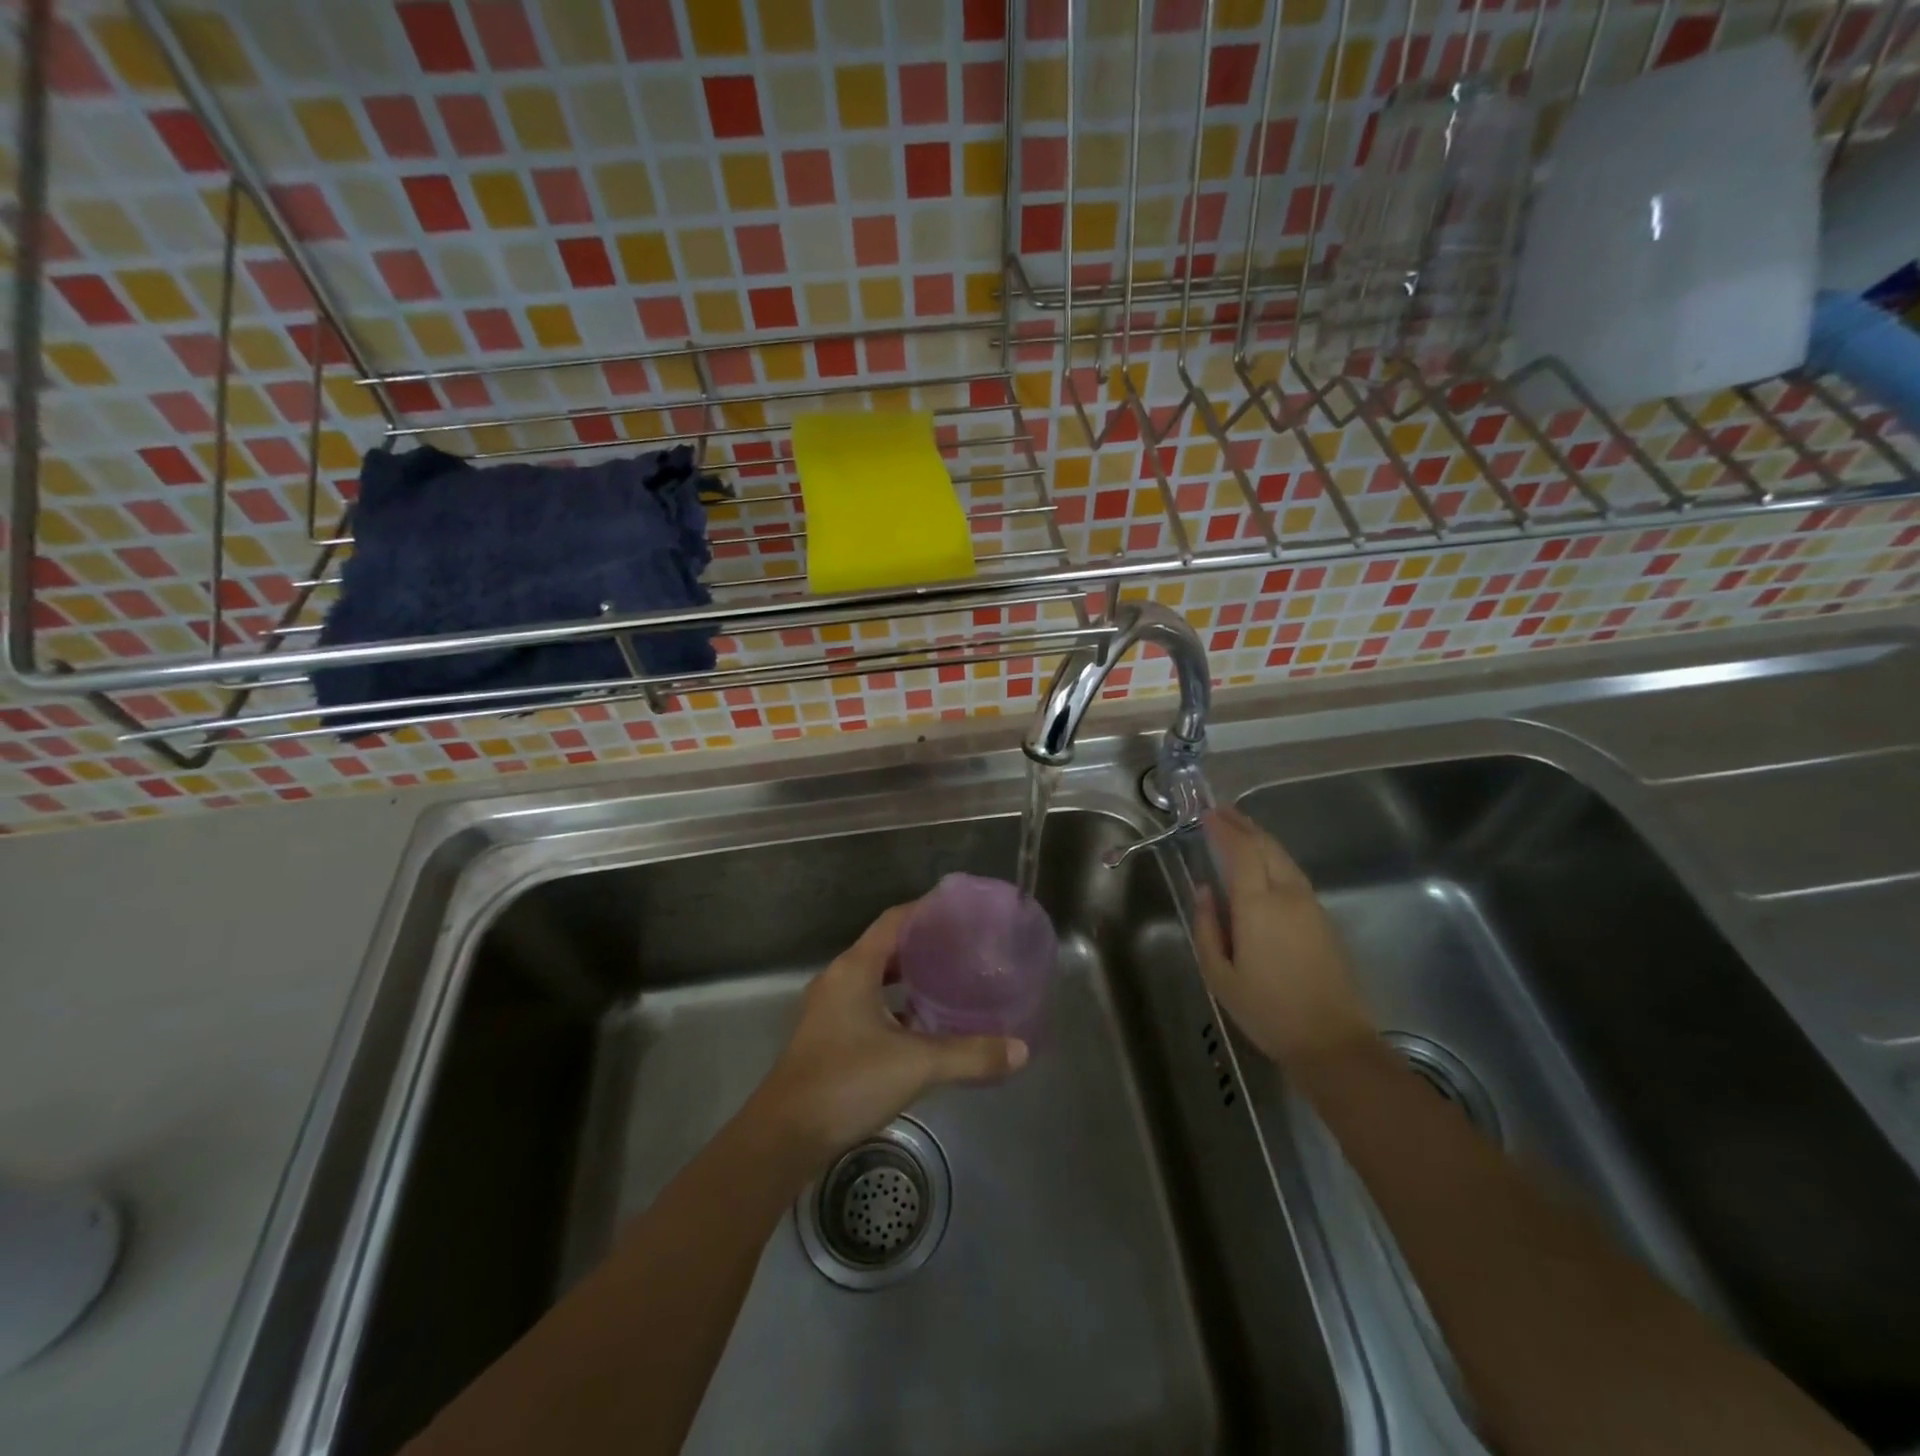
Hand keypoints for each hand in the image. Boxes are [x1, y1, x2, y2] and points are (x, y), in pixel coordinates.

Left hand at [753, 903, 1029, 1164]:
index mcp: (855, 969)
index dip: (926, 910)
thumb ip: (970, 1055)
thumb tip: (1021, 1050)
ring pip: (877, 979)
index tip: (960, 910)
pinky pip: (869, 1005)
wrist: (785, 1136)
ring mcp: (830, 1009)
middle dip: (924, 945)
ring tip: (950, 982)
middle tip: (965, 948)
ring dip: (910, 978)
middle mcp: (840, 980)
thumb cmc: (847, 1082)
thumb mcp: (916, 1065)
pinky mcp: (829, 1037)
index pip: (894, 921)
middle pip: (886, 947)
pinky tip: (923, 1027)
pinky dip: (897, 1007)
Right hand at [1193, 806, 1378, 1069]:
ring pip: (1283, 857)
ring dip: (1260, 838)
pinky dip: (1273, 856)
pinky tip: (1263, 861)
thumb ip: (1207, 927)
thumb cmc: (1266, 1010)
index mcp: (1259, 905)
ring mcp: (1310, 905)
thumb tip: (1205, 890)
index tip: (1205, 815)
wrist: (1331, 1041)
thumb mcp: (1219, 975)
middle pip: (1266, 846)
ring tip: (1238, 828)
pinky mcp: (1322, 918)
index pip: (1241, 851)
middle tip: (1219, 811)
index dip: (1223, 829)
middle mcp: (1288, 895)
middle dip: (1242, 825)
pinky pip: (1293, 872)